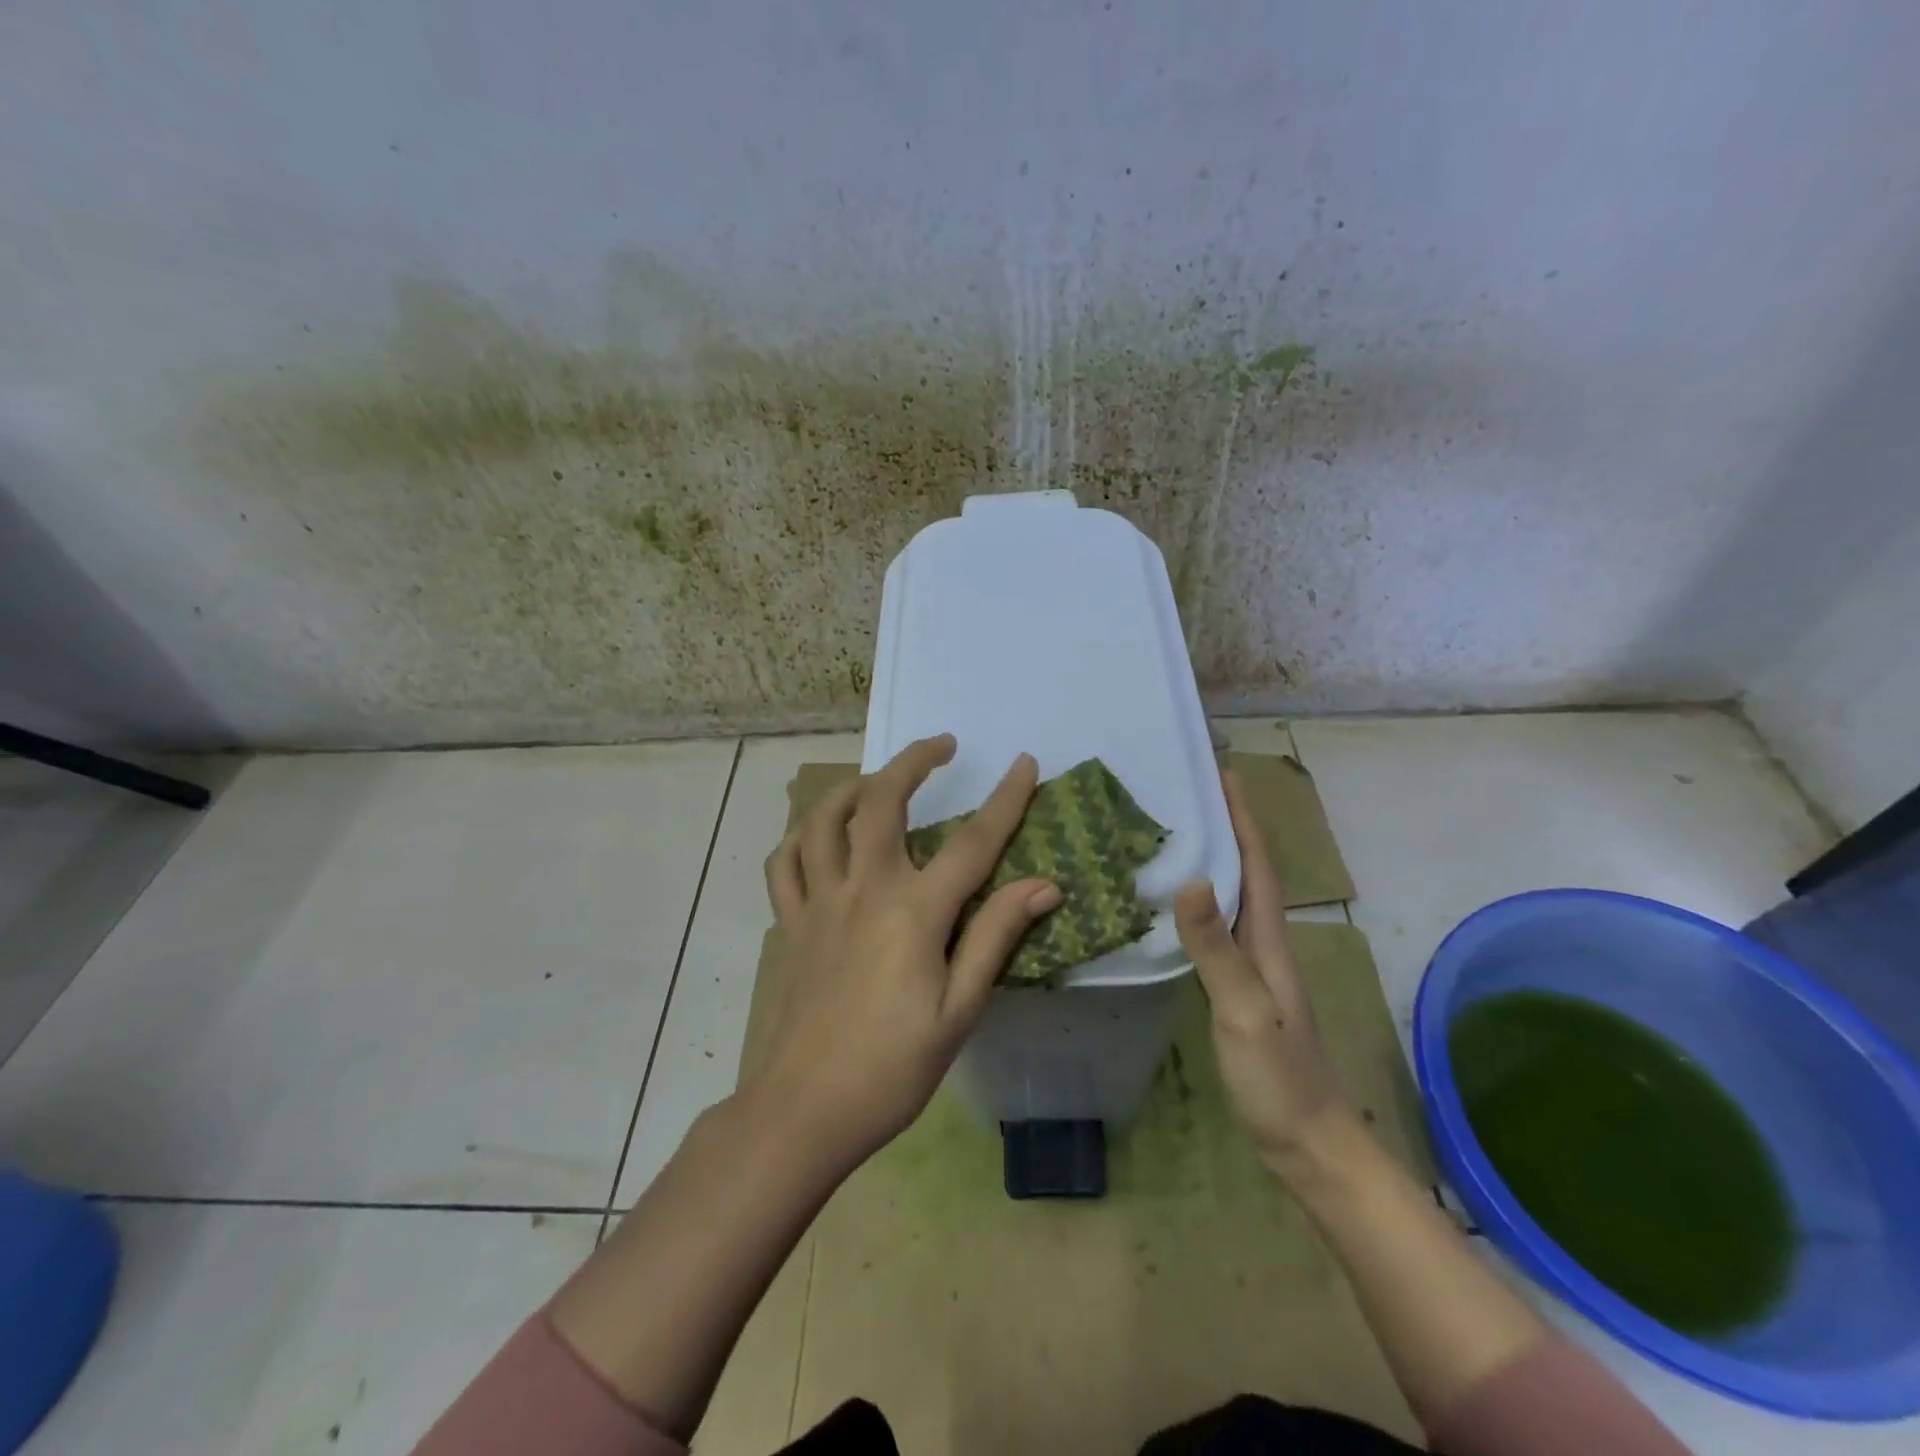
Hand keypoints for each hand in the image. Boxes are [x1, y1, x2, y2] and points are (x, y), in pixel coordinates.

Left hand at [752, 734, 1061, 1170]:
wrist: (806, 1110)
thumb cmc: (893, 1067)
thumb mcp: (959, 1009)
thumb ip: (995, 936)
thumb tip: (1042, 884)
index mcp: (913, 912)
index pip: (972, 842)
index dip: (1005, 800)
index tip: (1025, 764)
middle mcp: (864, 890)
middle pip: (882, 803)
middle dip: (913, 762)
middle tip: (941, 745)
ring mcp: (820, 903)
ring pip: (825, 820)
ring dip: (854, 786)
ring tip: (880, 779)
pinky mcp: (792, 924)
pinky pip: (785, 864)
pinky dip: (801, 836)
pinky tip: (819, 834)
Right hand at [1175, 769, 1349, 1171]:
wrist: (1304, 1141)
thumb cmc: (1278, 1074)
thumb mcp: (1244, 1008)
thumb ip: (1217, 948)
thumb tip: (1190, 878)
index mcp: (1268, 937)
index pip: (1257, 863)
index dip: (1243, 817)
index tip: (1222, 773)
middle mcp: (1262, 942)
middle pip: (1245, 870)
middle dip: (1223, 826)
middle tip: (1183, 793)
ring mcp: (1251, 966)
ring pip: (1229, 897)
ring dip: (1209, 860)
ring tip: (1170, 834)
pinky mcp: (1235, 987)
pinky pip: (1214, 928)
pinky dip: (1196, 903)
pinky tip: (1169, 905)